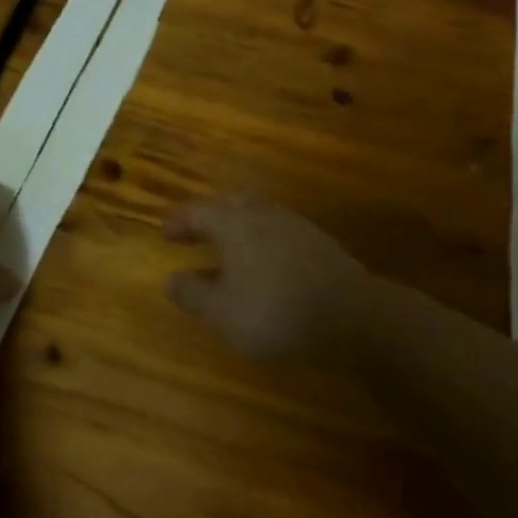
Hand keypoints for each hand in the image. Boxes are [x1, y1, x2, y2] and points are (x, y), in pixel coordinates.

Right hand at [163, 196, 367, 360]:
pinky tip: (263, 260)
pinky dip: (260, 237)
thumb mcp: (223, 314)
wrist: (352, 314)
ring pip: (255, 213)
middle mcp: (261, 213)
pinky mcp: (316, 239)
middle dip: (208, 216)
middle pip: (228, 203)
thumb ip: (192, 295)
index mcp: (233, 223)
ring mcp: (293, 223)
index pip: (197, 212)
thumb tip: (170, 279)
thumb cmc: (275, 312)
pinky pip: (277, 228)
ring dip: (235, 225)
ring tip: (227, 246)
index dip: (179, 222)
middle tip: (194, 233)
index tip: (166, 236)